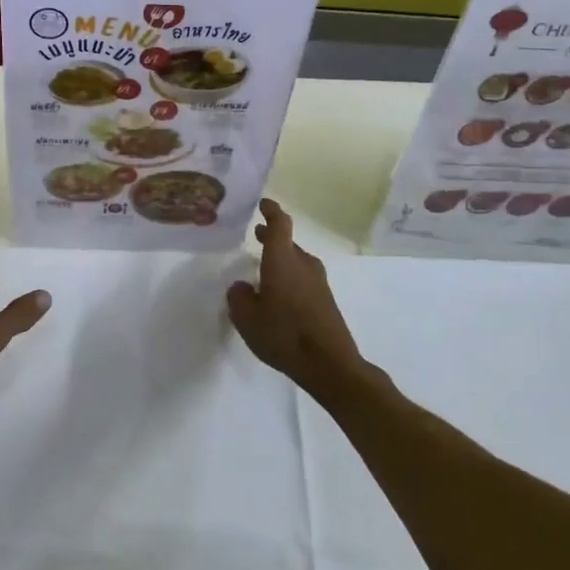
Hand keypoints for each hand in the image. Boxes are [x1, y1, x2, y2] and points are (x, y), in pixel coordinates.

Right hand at [226, 199, 362, 396]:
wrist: (330, 365)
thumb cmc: (284, 334)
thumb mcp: (247, 318)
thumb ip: (239, 297)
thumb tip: (242, 287)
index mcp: (282, 260)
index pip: (280, 223)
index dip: (271, 210)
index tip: (263, 203)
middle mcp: (303, 264)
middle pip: (288, 242)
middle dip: (272, 237)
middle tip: (257, 234)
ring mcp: (318, 283)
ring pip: (297, 261)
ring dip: (282, 259)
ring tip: (264, 268)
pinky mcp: (326, 301)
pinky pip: (304, 279)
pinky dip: (290, 278)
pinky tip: (279, 296)